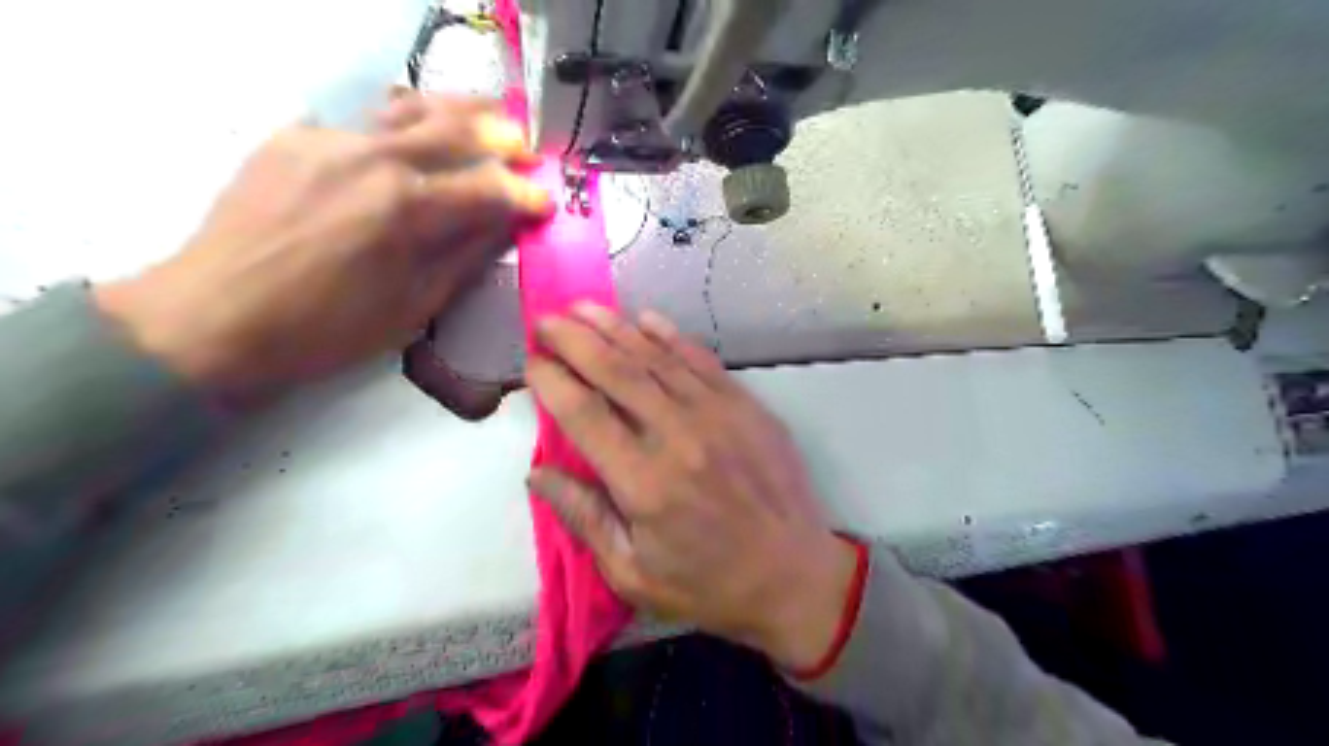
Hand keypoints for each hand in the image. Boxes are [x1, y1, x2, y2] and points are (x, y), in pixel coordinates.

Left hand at [96, 94, 547, 407]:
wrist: (215, 317)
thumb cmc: (327, 329)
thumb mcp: (412, 307)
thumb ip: (464, 258)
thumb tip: (504, 227)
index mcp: (406, 209)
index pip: (486, 187)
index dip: (523, 194)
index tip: (545, 201)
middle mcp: (372, 159)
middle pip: (452, 128)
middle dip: (499, 135)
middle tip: (524, 148)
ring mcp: (327, 139)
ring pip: (406, 106)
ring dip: (454, 110)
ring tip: (483, 115)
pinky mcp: (292, 138)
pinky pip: (359, 121)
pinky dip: (397, 124)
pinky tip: (408, 140)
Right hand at [525, 304, 856, 670]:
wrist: (793, 575)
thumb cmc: (707, 584)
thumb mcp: (632, 572)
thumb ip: (583, 517)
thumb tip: (538, 473)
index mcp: (643, 482)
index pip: (582, 414)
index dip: (551, 381)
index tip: (531, 362)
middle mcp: (678, 436)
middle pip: (615, 372)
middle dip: (574, 339)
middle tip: (546, 320)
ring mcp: (718, 414)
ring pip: (656, 357)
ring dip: (615, 327)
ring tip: (583, 308)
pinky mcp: (746, 406)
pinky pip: (701, 360)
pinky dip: (670, 336)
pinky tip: (646, 319)